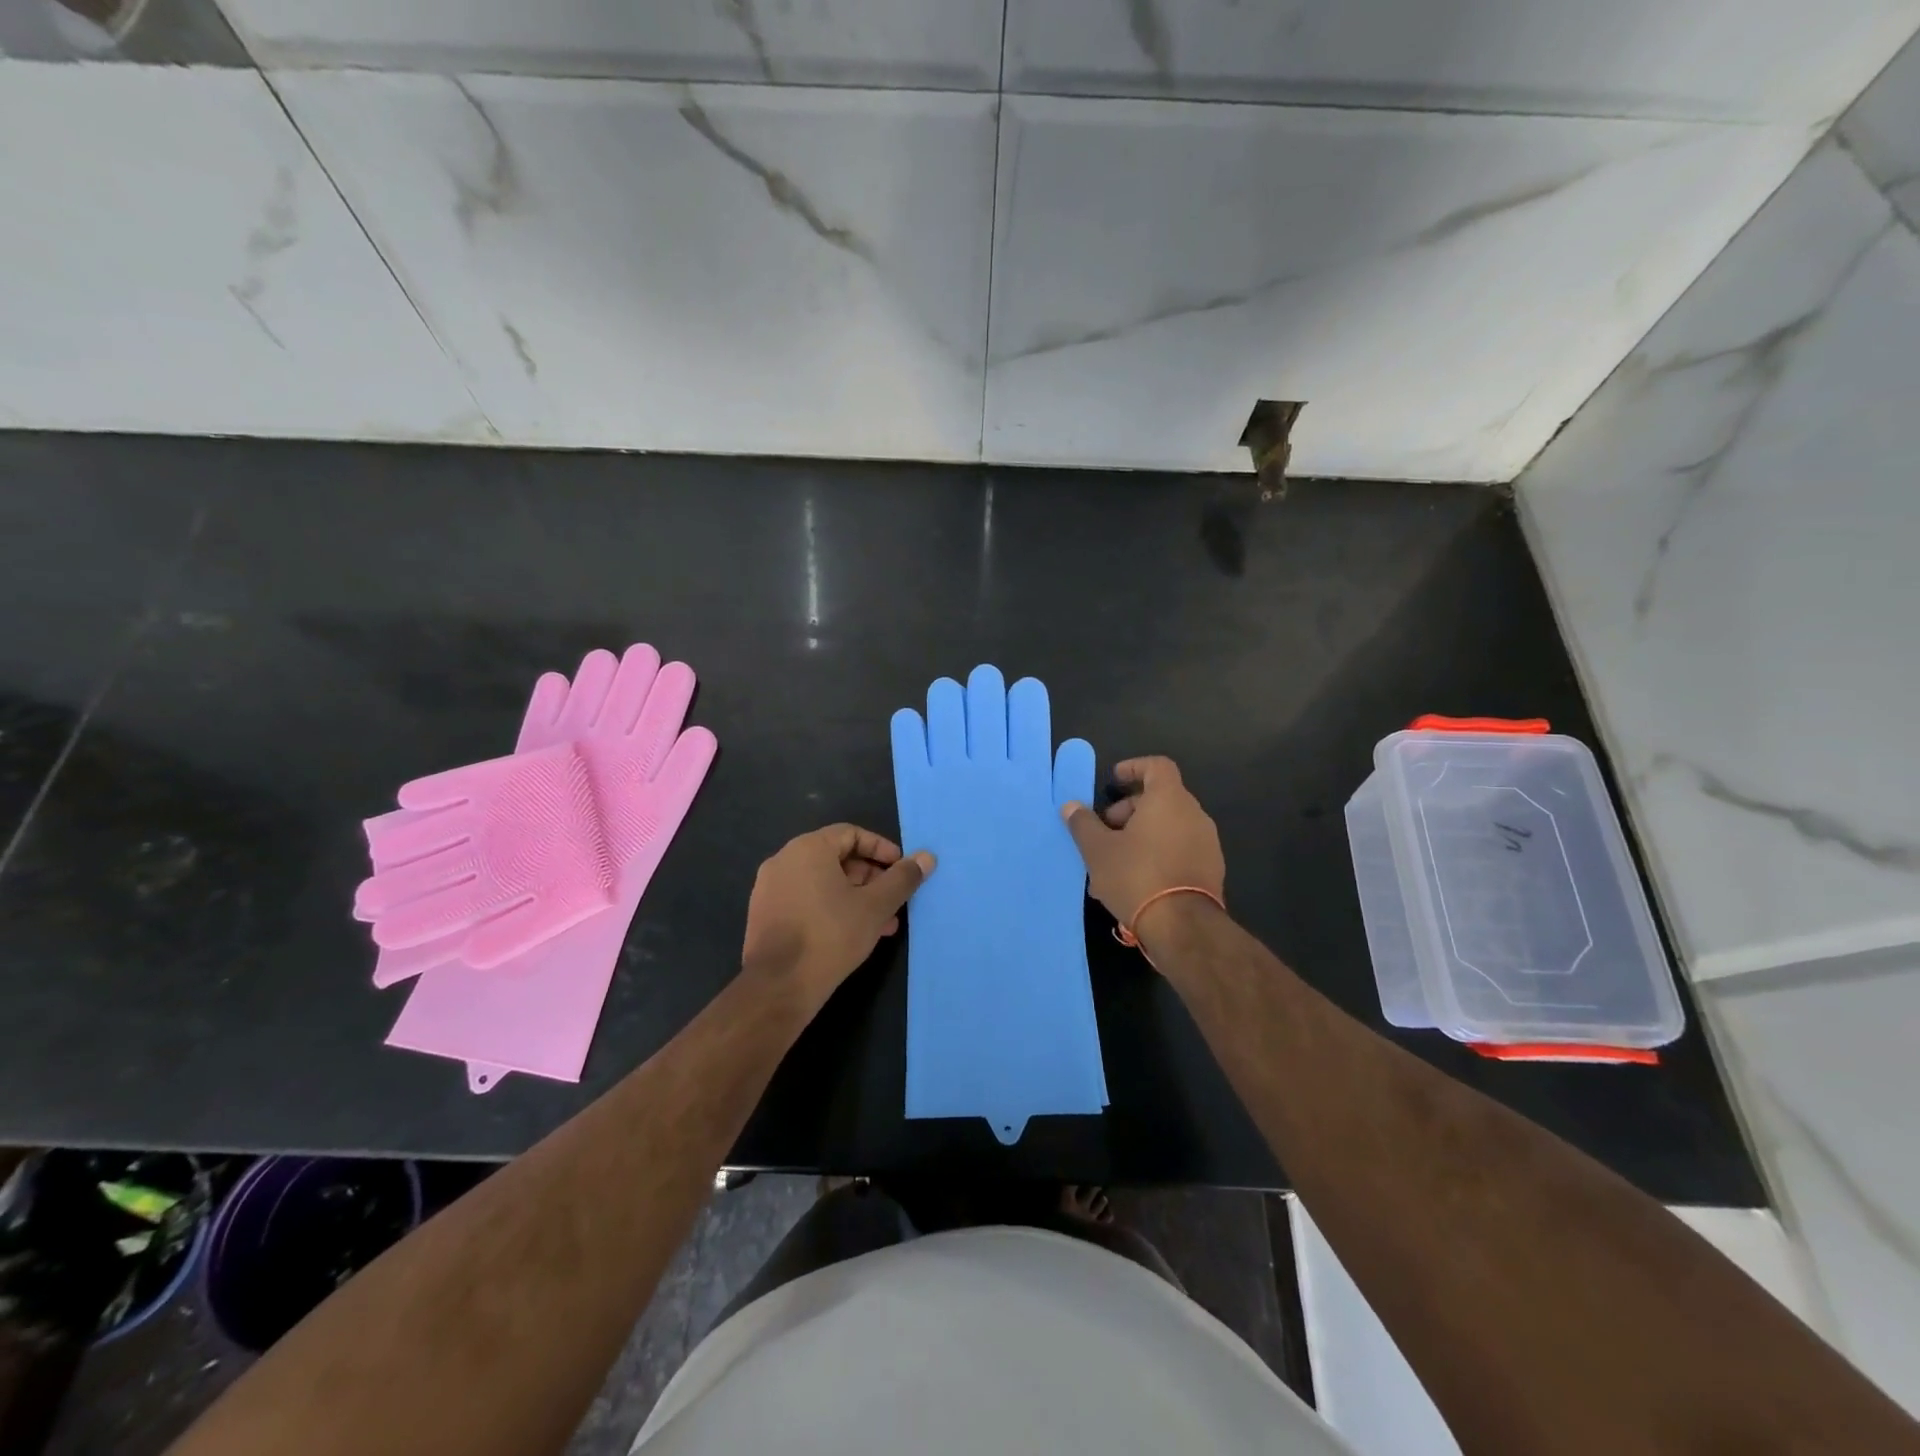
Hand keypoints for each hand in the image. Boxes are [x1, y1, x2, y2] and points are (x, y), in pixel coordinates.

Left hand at [741, 824, 934, 1008]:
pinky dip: (831, 909)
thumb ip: (902, 879)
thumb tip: (927, 857)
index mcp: (808, 848)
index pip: (851, 834)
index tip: (901, 870)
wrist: (778, 986)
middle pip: (836, 858)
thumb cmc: (830, 936)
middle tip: (894, 900)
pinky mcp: (764, 915)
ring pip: (823, 883)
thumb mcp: (875, 907)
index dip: (881, 849)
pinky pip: (805, 900)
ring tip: (883, 924)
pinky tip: (853, 935)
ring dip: (855, 897)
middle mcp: (784, 860)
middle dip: (871, 878)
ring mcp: (770, 889)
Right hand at [1061, 757, 1224, 950]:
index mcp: (1169, 799)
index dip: (1134, 767)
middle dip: (1129, 810)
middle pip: (1160, 798)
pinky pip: (1179, 849)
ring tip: (1113, 861)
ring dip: (1141, 835)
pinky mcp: (1211, 869)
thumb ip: (1083, 824)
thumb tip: (1071, 806)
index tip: (1114, 781)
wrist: (1184, 927)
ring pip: (1168, 826)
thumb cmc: (1137, 876)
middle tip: (1105, 830)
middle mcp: (1194, 814)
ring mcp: (1207, 843)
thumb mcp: (1098, 850)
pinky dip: (1157, 853)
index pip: (1157, 766)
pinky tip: (1135, 881)